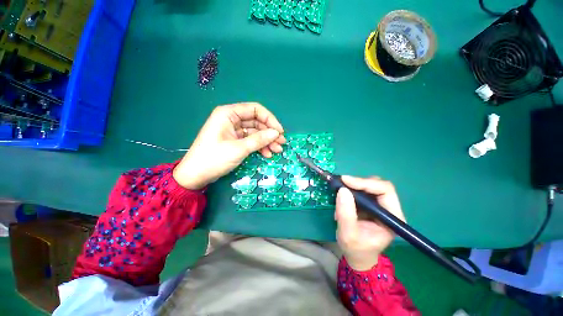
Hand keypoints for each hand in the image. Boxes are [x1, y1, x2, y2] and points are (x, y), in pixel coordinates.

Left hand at [173, 102, 285, 189]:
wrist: (195, 176)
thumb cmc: (214, 159)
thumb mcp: (239, 148)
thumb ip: (259, 139)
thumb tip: (276, 133)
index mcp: (229, 113)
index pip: (255, 109)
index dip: (269, 119)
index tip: (279, 131)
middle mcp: (231, 119)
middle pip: (256, 122)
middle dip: (269, 133)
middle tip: (281, 143)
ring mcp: (233, 130)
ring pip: (255, 132)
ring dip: (266, 141)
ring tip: (277, 150)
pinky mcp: (234, 140)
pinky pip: (250, 140)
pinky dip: (259, 146)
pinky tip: (267, 154)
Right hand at [335, 176, 405, 270]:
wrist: (357, 256)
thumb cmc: (356, 249)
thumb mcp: (348, 234)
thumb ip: (346, 214)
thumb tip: (343, 190)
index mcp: (393, 217)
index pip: (385, 191)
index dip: (365, 183)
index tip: (345, 181)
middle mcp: (389, 209)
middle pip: (378, 185)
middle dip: (359, 182)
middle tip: (341, 183)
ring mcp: (380, 206)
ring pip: (370, 186)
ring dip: (354, 186)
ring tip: (340, 192)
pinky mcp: (371, 205)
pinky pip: (362, 190)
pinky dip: (351, 189)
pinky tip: (342, 195)